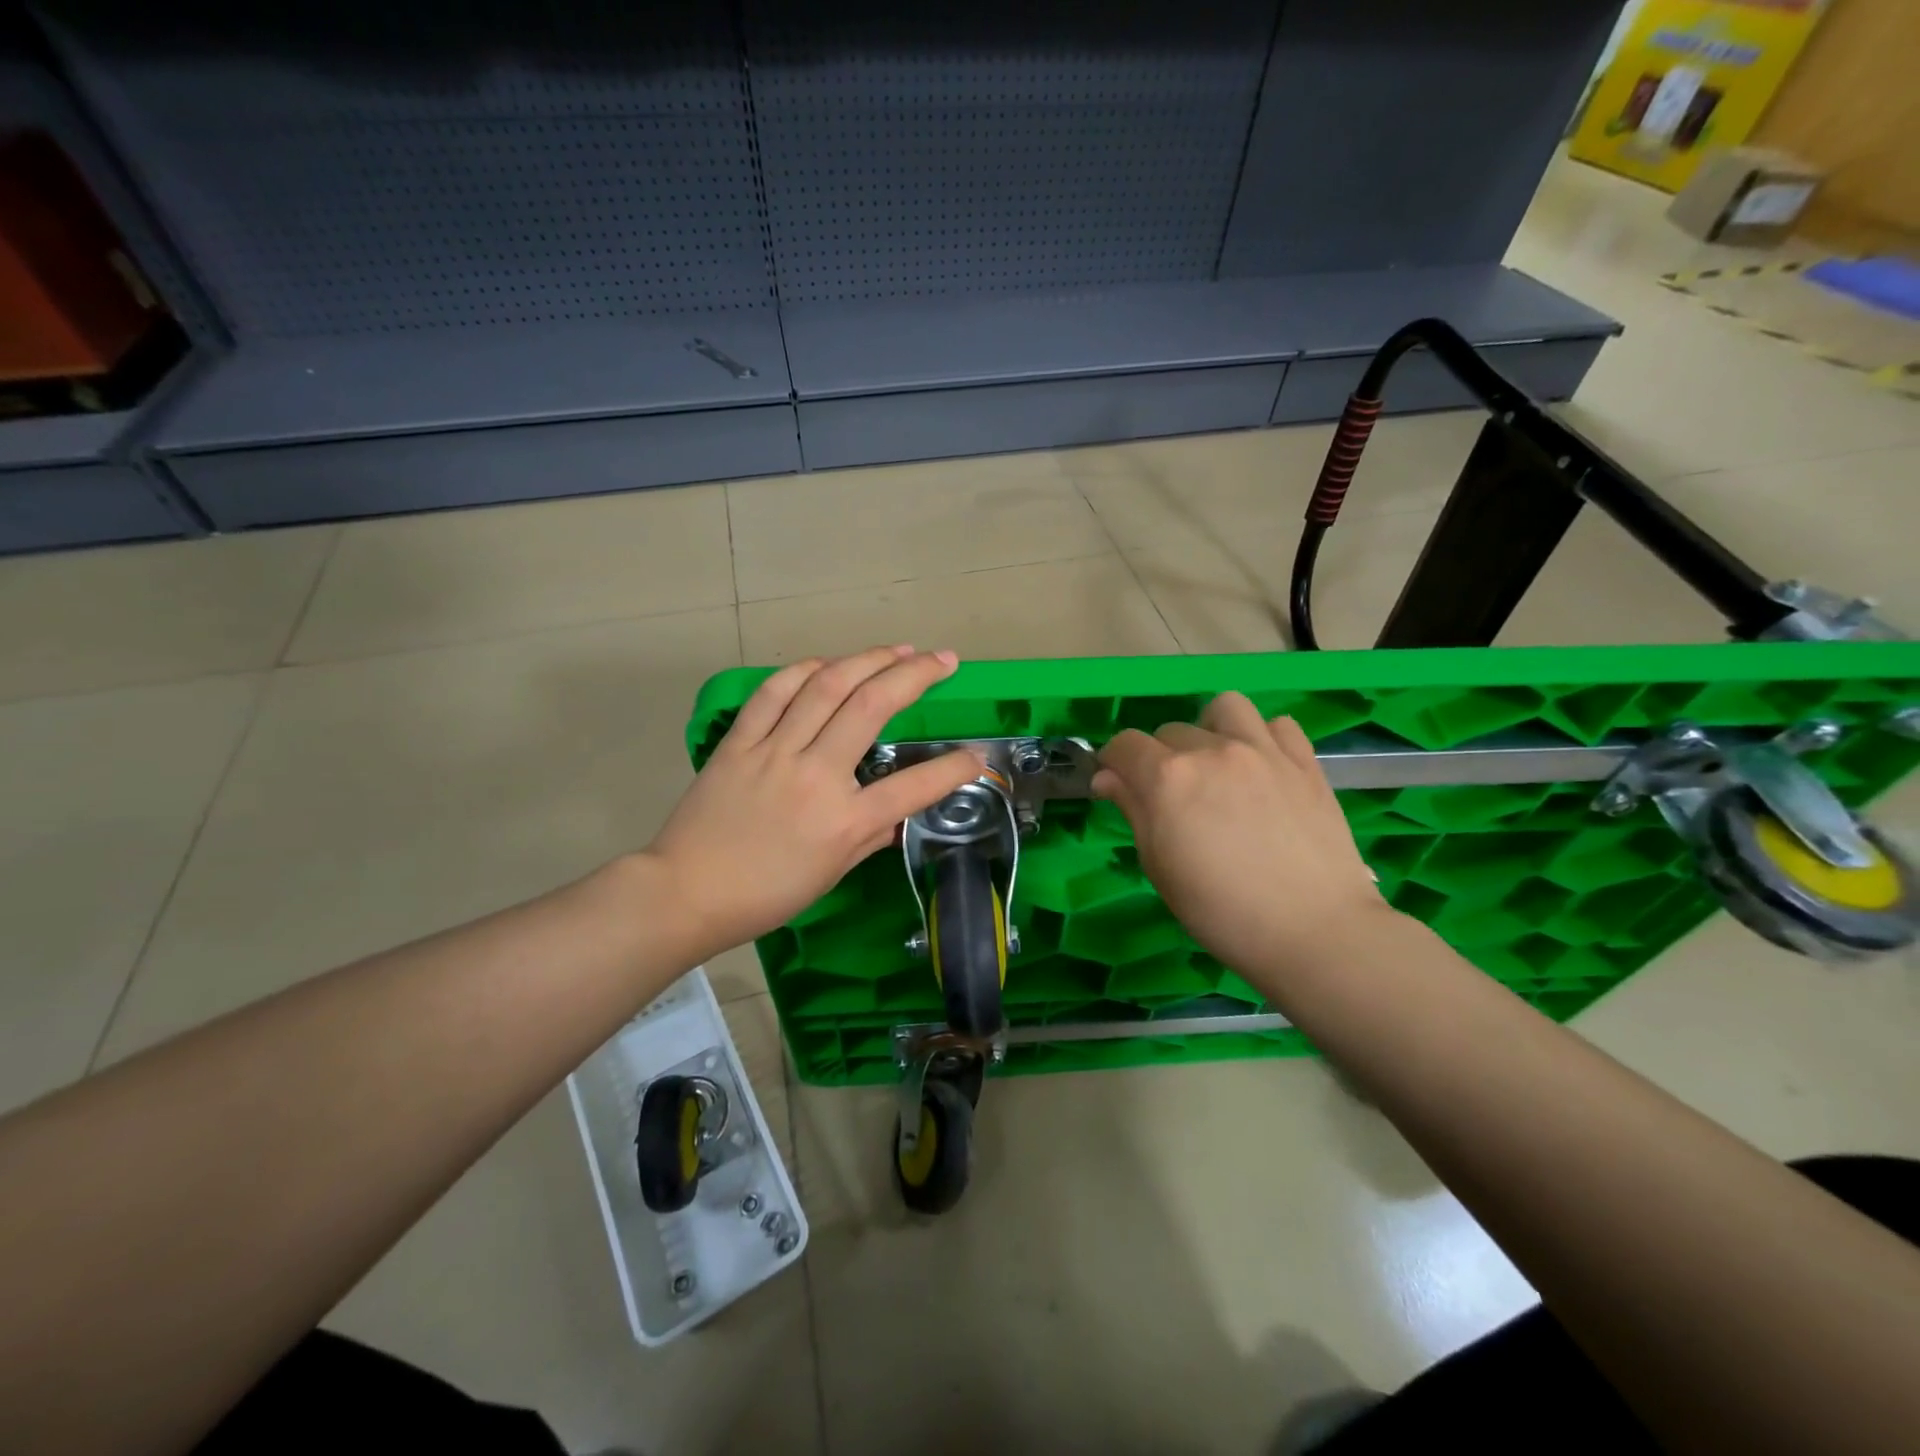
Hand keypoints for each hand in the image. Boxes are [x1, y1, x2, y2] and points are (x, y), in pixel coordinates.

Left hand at [644, 646, 981, 961]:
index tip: (978, 756)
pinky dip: (804, 670)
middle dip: (916, 675)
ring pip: (826, 687)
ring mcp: (775, 752)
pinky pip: (774, 692)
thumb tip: (901, 814)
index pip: (915, 787)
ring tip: (898, 649)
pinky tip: (827, 663)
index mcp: (844, 821)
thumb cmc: (766, 895)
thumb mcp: (831, 874)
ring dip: (868, 659)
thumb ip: (872, 837)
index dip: (956, 769)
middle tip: (944, 659)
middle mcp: (816, 775)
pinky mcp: (740, 741)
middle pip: (873, 707)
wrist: (686, 893)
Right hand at [1092, 692, 1389, 985]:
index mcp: (1168, 778)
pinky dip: (1262, 737)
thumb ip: (1132, 810)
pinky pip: (1277, 724)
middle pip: (1169, 730)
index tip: (1118, 785)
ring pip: (1224, 708)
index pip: (1124, 745)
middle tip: (1172, 797)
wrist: (1314, 931)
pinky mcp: (1305, 761)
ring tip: (1216, 764)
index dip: (1113, 763)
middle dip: (1159, 757)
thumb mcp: (1159, 866)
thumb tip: (1107, 777)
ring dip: (1210, 729)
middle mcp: (1212, 750)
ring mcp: (1263, 750)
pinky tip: (1262, 768)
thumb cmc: (1220, 910)